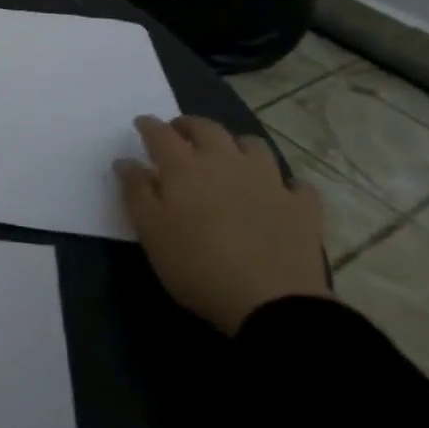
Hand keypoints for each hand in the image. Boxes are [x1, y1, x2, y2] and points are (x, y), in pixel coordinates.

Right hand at [116, 115, 329, 334]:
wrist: (272, 303)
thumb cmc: (197, 265)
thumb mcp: (150, 231)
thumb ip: (135, 191)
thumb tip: (126, 161)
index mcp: (184, 167)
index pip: (160, 133)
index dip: (148, 126)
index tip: (141, 124)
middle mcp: (225, 162)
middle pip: (207, 129)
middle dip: (189, 126)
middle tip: (179, 134)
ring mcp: (268, 182)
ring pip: (253, 146)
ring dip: (236, 145)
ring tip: (228, 157)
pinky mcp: (302, 208)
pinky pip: (297, 185)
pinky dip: (285, 185)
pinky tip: (279, 194)